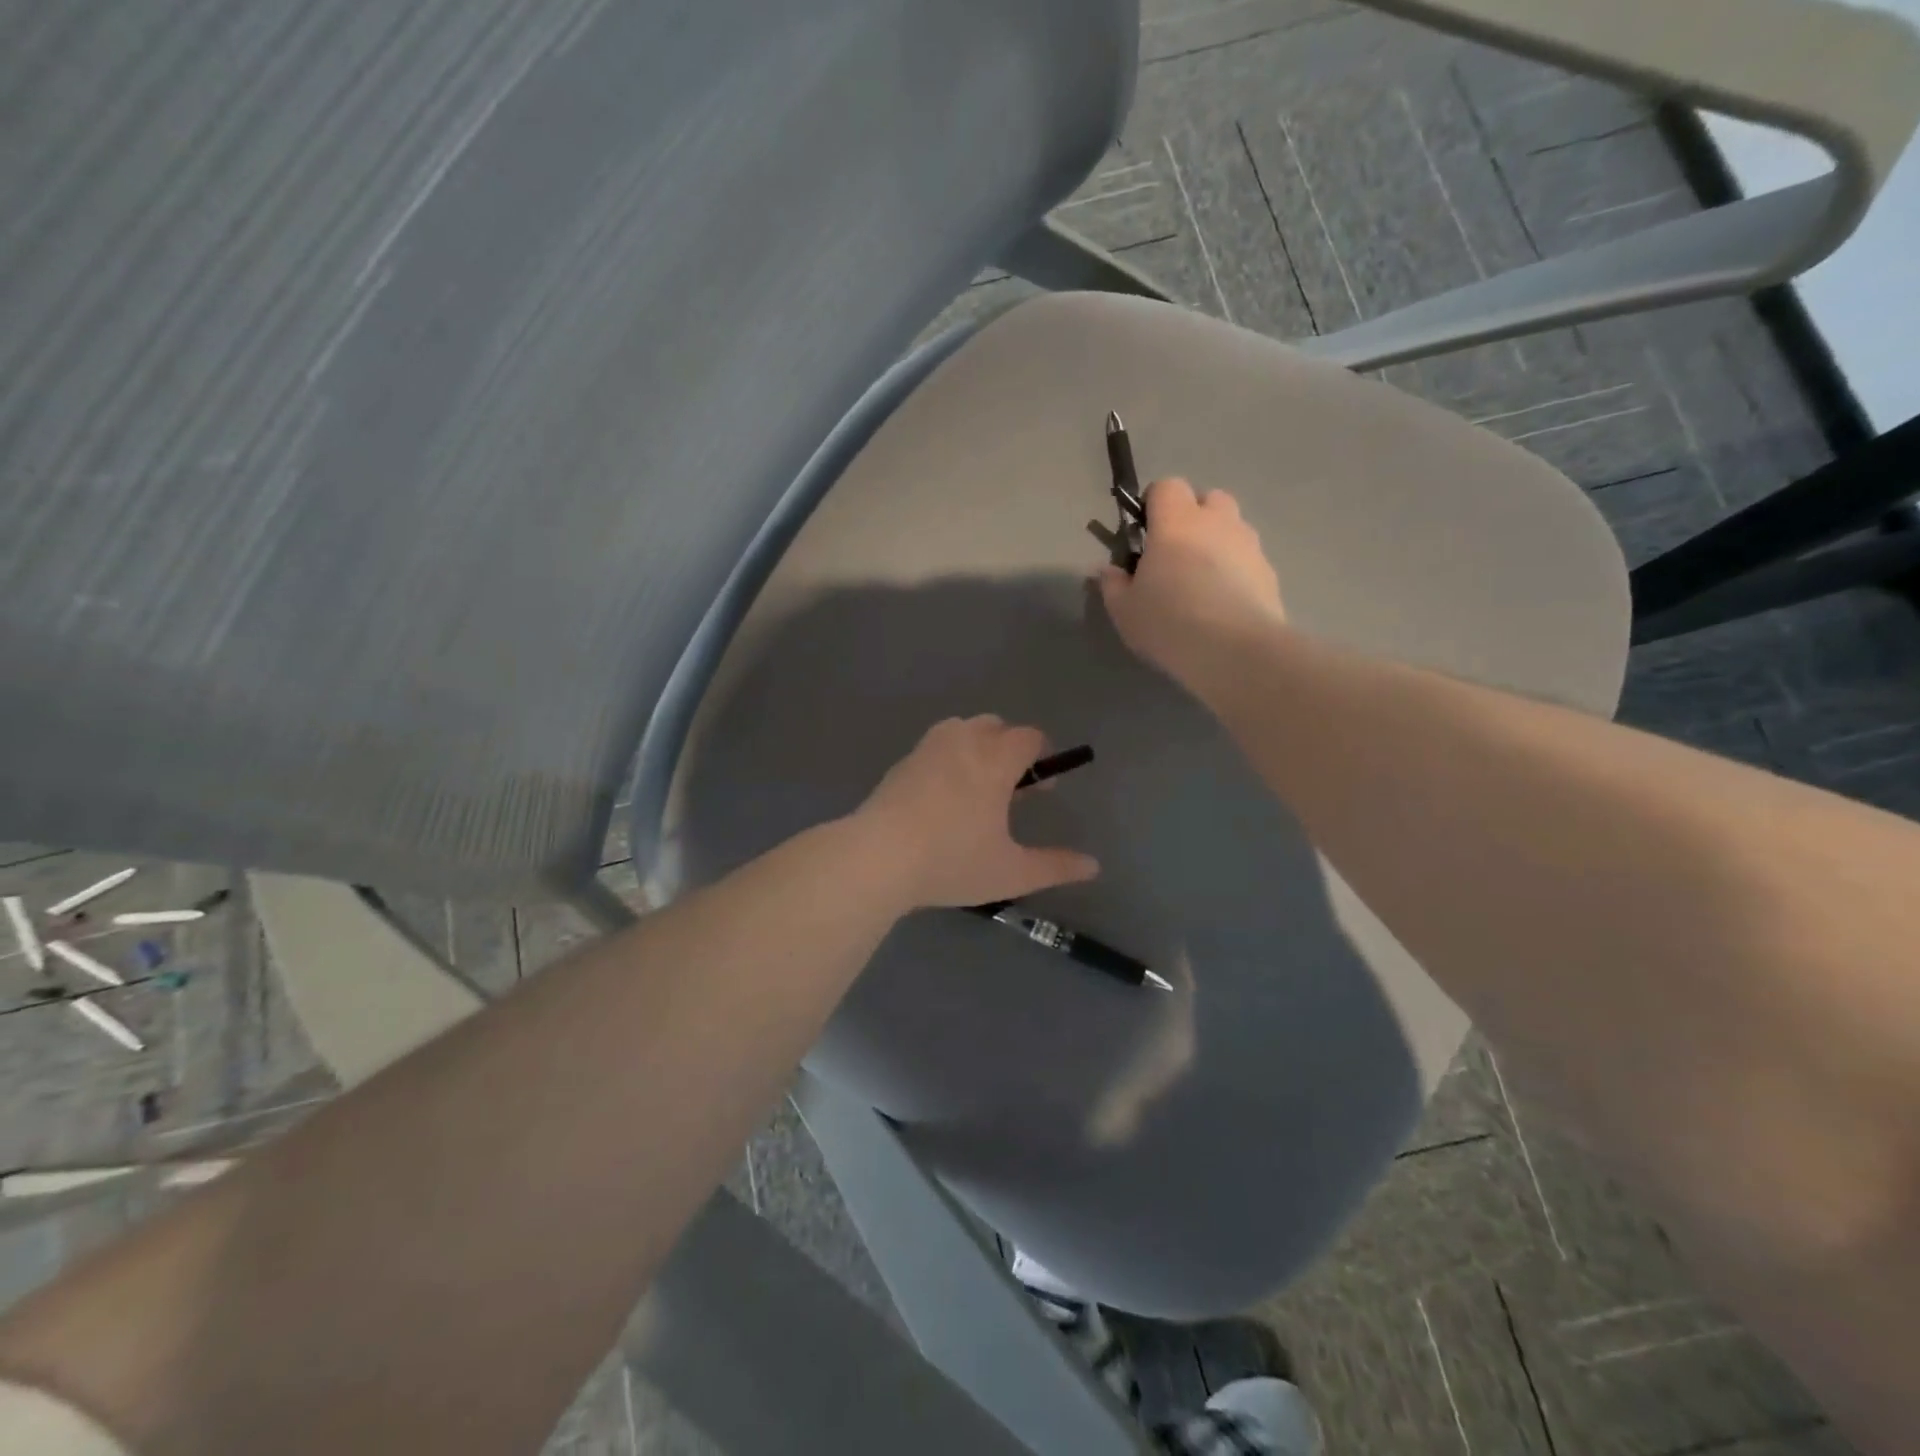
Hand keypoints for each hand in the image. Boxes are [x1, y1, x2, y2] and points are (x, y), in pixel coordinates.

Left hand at [854, 716, 1100, 909]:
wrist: (877, 857)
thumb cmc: (951, 861)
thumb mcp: (1011, 872)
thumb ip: (1055, 866)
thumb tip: (1093, 866)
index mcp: (995, 759)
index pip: (1029, 737)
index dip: (1042, 756)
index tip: (1042, 787)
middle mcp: (963, 741)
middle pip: (995, 726)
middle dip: (1010, 748)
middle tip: (1011, 789)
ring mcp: (927, 748)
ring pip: (962, 730)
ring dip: (977, 748)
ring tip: (976, 789)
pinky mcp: (902, 762)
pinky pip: (936, 747)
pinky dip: (948, 758)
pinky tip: (942, 797)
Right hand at [1098, 477, 1286, 698]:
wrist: (1234, 651)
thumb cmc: (1169, 622)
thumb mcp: (1124, 610)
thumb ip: (1113, 584)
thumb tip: (1108, 569)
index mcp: (1176, 523)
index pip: (1167, 486)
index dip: (1154, 503)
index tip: (1145, 532)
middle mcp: (1217, 523)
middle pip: (1209, 498)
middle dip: (1193, 516)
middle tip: (1176, 554)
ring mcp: (1249, 545)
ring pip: (1233, 527)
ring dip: (1217, 542)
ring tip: (1202, 581)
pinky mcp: (1269, 572)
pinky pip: (1248, 559)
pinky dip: (1236, 570)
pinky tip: (1224, 603)